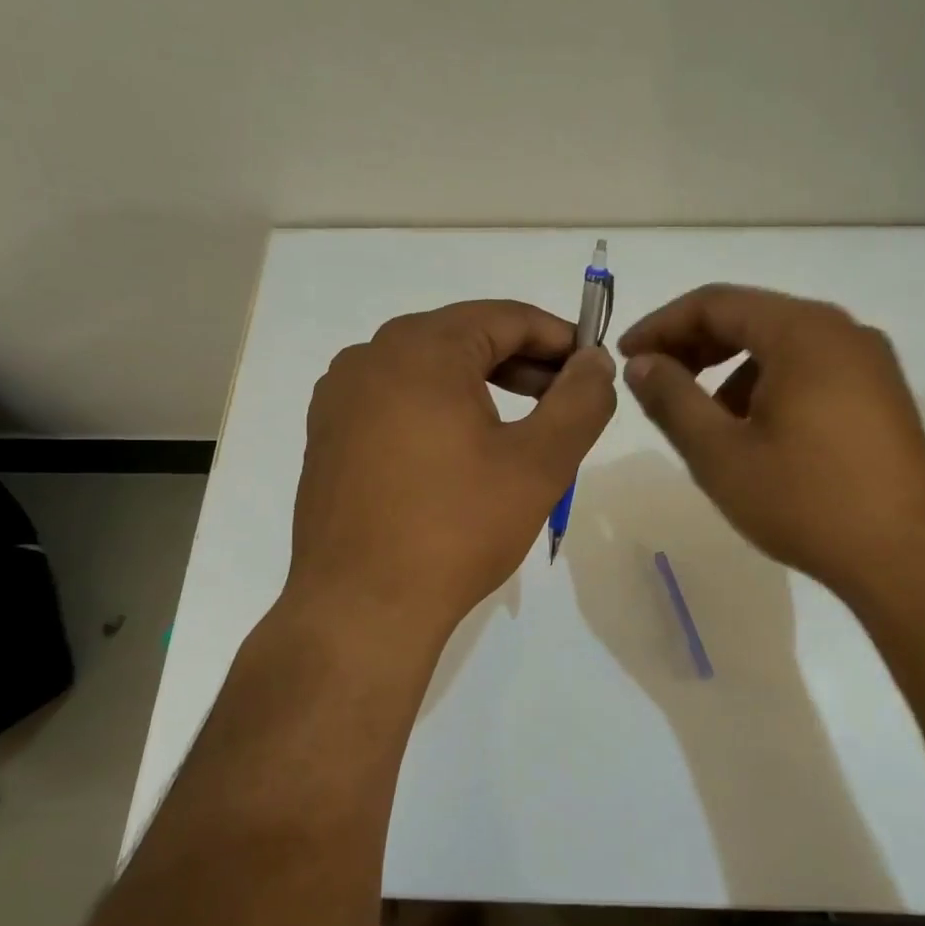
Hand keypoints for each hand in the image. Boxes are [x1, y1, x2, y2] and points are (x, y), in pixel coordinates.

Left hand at [287, 300, 615, 645]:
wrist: (362, 607)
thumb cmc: (457, 529)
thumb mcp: (541, 463)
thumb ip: (581, 400)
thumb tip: (596, 361)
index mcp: (421, 348)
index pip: (506, 318)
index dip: (559, 338)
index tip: (592, 368)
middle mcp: (370, 356)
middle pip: (464, 338)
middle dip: (522, 364)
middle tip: (564, 402)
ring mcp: (340, 396)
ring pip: (428, 370)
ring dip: (482, 387)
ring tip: (521, 429)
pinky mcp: (328, 434)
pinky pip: (396, 400)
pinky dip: (439, 410)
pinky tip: (462, 454)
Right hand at [619, 285, 924, 604]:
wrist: (908, 558)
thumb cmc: (805, 501)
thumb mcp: (720, 454)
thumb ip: (672, 400)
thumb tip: (642, 363)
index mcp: (802, 331)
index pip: (716, 303)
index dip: (662, 325)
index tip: (626, 357)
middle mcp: (842, 331)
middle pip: (752, 317)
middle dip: (696, 346)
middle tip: (655, 381)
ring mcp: (869, 362)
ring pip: (782, 346)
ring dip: (732, 369)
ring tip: (704, 416)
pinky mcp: (882, 394)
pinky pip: (812, 370)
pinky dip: (770, 385)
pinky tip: (757, 432)